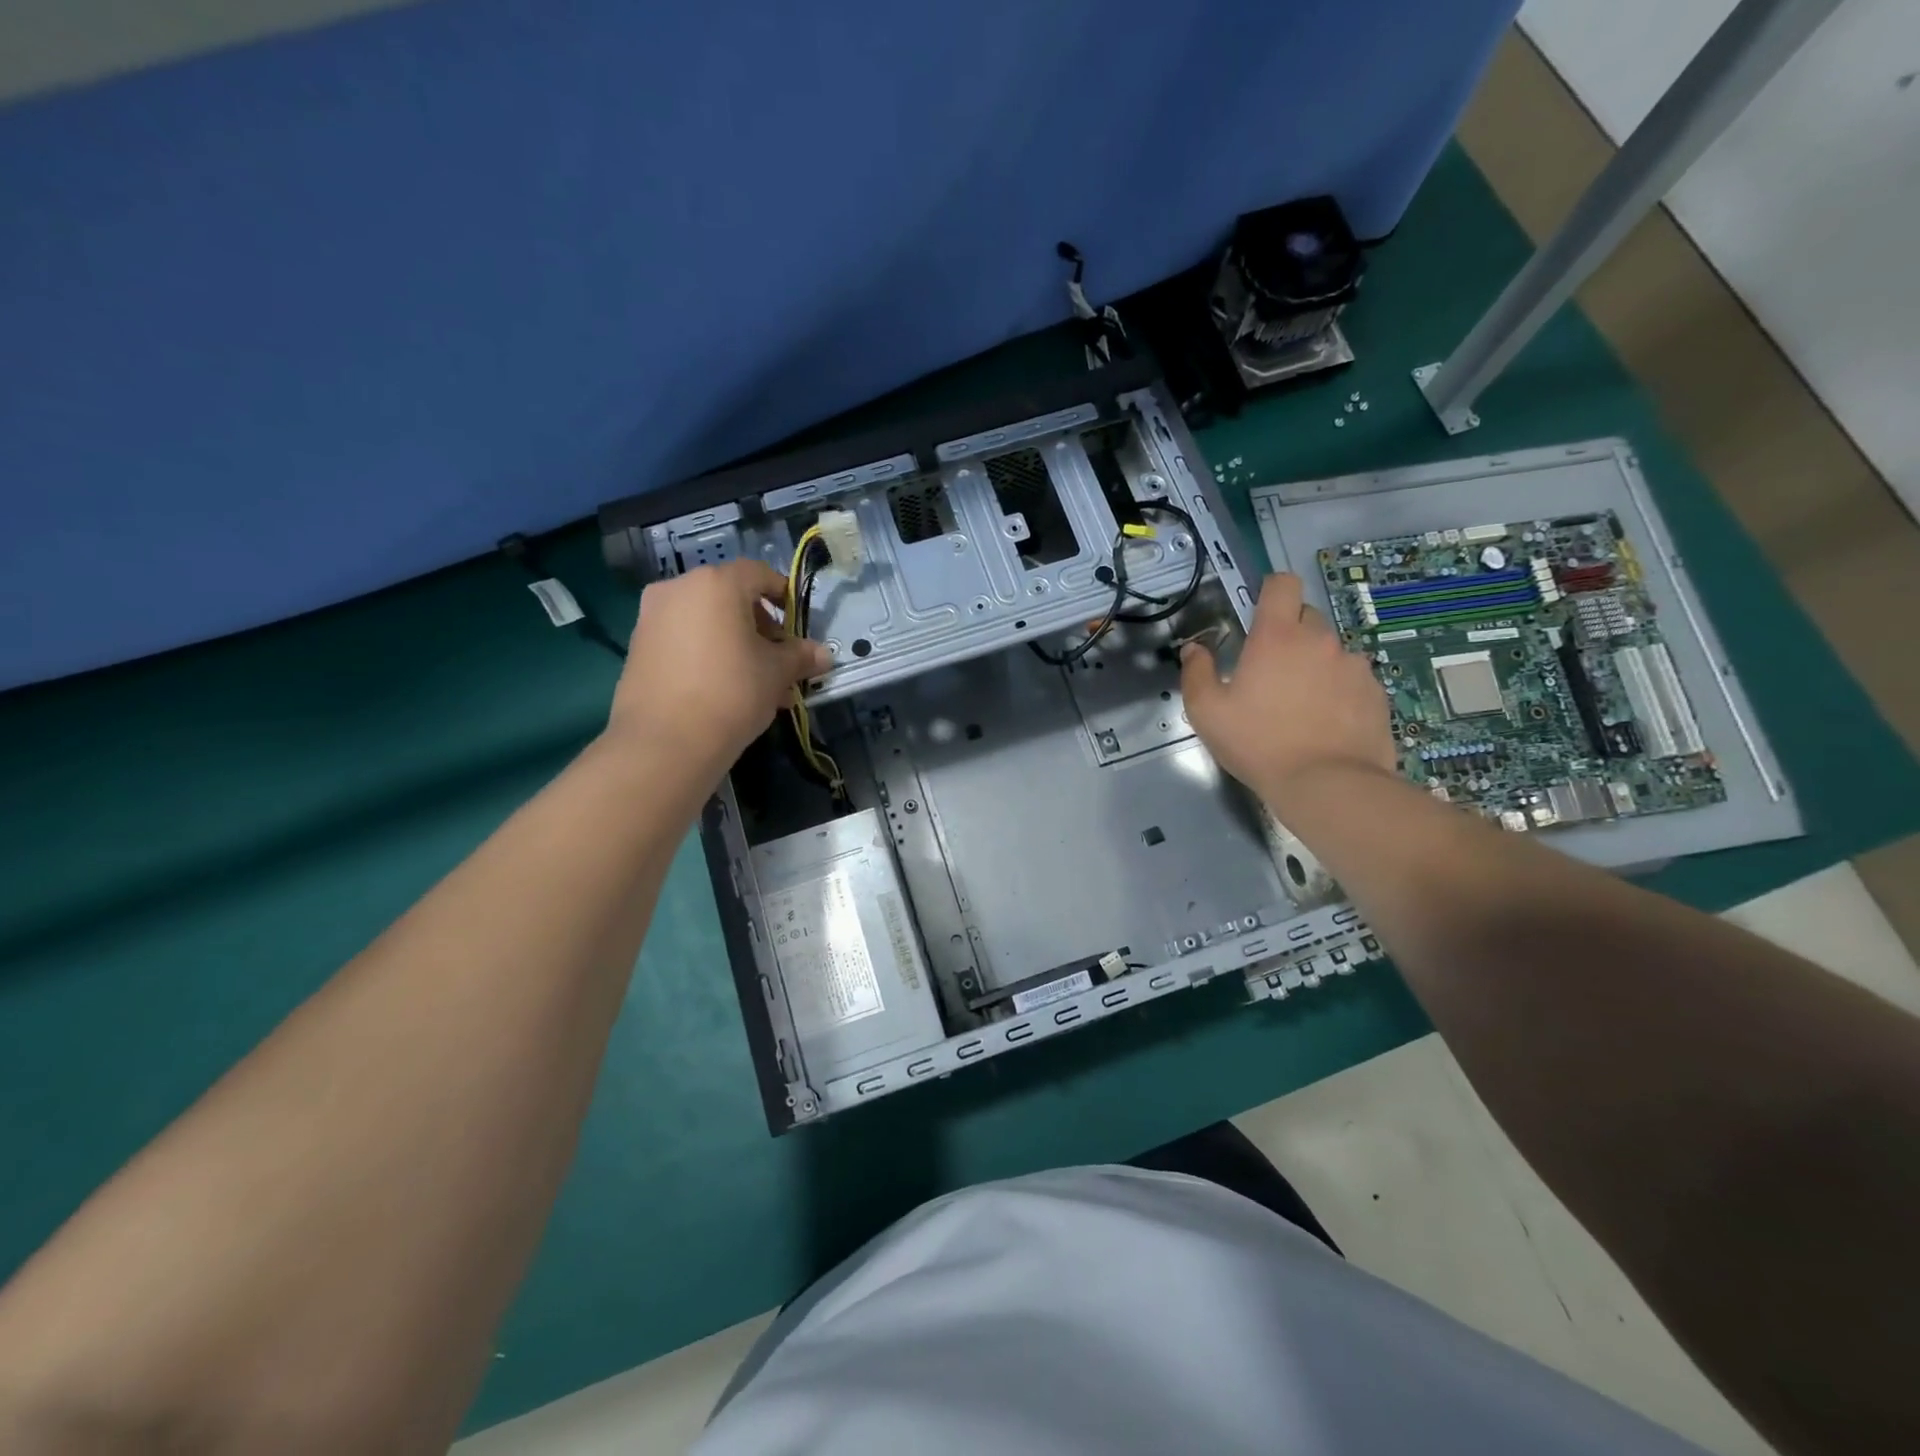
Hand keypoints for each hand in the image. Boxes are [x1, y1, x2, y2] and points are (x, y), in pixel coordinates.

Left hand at [607, 560, 831, 783]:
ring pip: (705, 620)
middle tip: (778, 658)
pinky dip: (706, 654)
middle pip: (729, 596)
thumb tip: (823, 655)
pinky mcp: (637, 647)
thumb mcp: (777, 673)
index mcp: (716, 584)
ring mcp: (651, 617)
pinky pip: (683, 639)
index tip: (796, 623)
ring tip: (755, 681)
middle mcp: (678, 589)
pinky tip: (723, 689)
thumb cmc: (732, 692)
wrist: (665, 741)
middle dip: (758, 625)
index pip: (758, 574)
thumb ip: (800, 656)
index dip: (783, 594)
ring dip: (733, 642)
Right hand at [1180, 572, 1395, 808]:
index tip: (1259, 613)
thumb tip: (1194, 649)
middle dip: (1289, 633)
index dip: (1271, 591)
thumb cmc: (1258, 743)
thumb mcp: (1207, 712)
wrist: (1328, 784)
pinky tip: (1327, 722)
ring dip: (1315, 665)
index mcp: (1277, 637)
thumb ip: (1196, 673)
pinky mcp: (1376, 692)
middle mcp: (1320, 640)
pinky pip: (1352, 679)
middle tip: (1272, 671)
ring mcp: (1354, 665)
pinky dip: (1339, 690)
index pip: (1282, 584)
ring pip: (1330, 651)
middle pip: (1306, 616)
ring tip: (1302, 704)